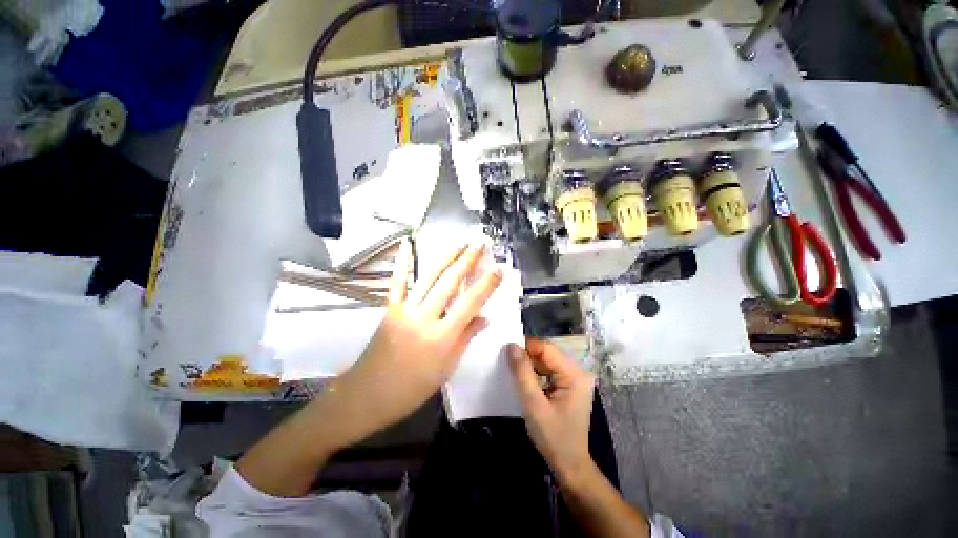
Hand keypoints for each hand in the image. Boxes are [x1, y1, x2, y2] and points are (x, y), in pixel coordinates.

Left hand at [330, 239, 502, 444]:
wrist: (368, 394)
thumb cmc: (412, 388)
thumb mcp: (446, 368)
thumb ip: (465, 338)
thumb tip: (484, 317)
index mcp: (442, 337)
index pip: (470, 303)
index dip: (487, 284)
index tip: (499, 268)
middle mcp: (424, 318)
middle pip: (450, 283)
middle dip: (467, 260)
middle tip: (480, 244)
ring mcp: (404, 310)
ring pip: (429, 277)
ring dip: (446, 257)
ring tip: (460, 243)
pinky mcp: (390, 308)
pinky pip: (398, 282)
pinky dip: (403, 261)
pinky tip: (407, 243)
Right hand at [508, 338, 596, 484]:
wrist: (570, 465)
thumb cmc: (553, 438)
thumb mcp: (534, 405)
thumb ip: (522, 374)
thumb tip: (511, 346)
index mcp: (574, 374)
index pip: (547, 349)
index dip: (526, 347)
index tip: (506, 352)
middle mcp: (577, 371)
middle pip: (547, 354)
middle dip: (527, 357)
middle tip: (507, 363)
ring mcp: (574, 378)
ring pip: (546, 361)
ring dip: (530, 365)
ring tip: (514, 373)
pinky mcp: (568, 385)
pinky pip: (548, 371)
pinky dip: (535, 373)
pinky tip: (525, 381)